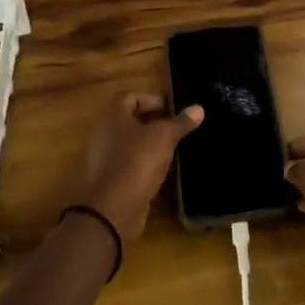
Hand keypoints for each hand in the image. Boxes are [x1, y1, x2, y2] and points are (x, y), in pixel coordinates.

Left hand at [79, 93, 202, 243]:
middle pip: (131, 121)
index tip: (173, 109)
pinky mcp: (111, 179)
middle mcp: (105, 134)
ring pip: (132, 144)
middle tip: (178, 127)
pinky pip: (131, 163)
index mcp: (114, 116)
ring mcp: (106, 158)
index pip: (132, 98)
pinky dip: (146, 163)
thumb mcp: (164, 137)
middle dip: (155, 122)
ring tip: (175, 147)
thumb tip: (198, 108)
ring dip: (151, 144)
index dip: (153, 100)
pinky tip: (164, 170)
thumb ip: (181, 122)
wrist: (114, 207)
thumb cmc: (138, 160)